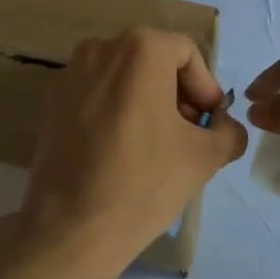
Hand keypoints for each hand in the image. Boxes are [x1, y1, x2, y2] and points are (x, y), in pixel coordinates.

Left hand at [14, 28, 247, 278]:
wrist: (70, 230)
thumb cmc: (144, 183)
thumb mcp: (205, 157)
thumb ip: (229, 132)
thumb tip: (226, 128)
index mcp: (140, 50)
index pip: (187, 54)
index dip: (206, 88)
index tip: (210, 124)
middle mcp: (100, 49)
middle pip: (154, 61)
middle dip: (178, 95)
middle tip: (190, 134)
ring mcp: (69, 74)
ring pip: (124, 78)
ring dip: (149, 103)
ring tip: (159, 146)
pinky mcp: (51, 103)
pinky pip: (98, 95)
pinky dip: (118, 112)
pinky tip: (125, 151)